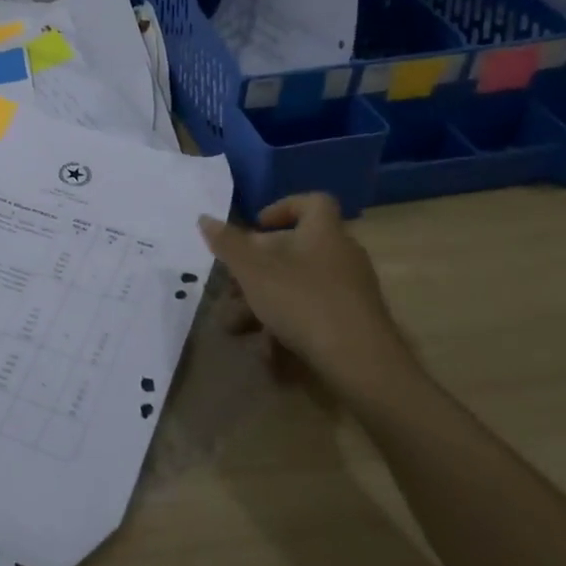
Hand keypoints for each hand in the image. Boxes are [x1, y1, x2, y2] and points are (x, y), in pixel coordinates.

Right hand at [197, 193, 421, 405]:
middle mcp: (342, 255)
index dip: (282, 208)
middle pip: (295, 250)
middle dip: (256, 268)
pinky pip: (312, 312)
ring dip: (263, 302)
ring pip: (297, 285)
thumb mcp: (253, 271)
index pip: (312, 202)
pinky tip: (267, 350)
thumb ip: (228, 244)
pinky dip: (287, 325)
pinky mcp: (353, 321)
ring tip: (236, 325)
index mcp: (324, 232)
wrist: (360, 362)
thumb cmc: (303, 301)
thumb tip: (205, 218)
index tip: (256, 226)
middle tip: (232, 285)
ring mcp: (350, 290)